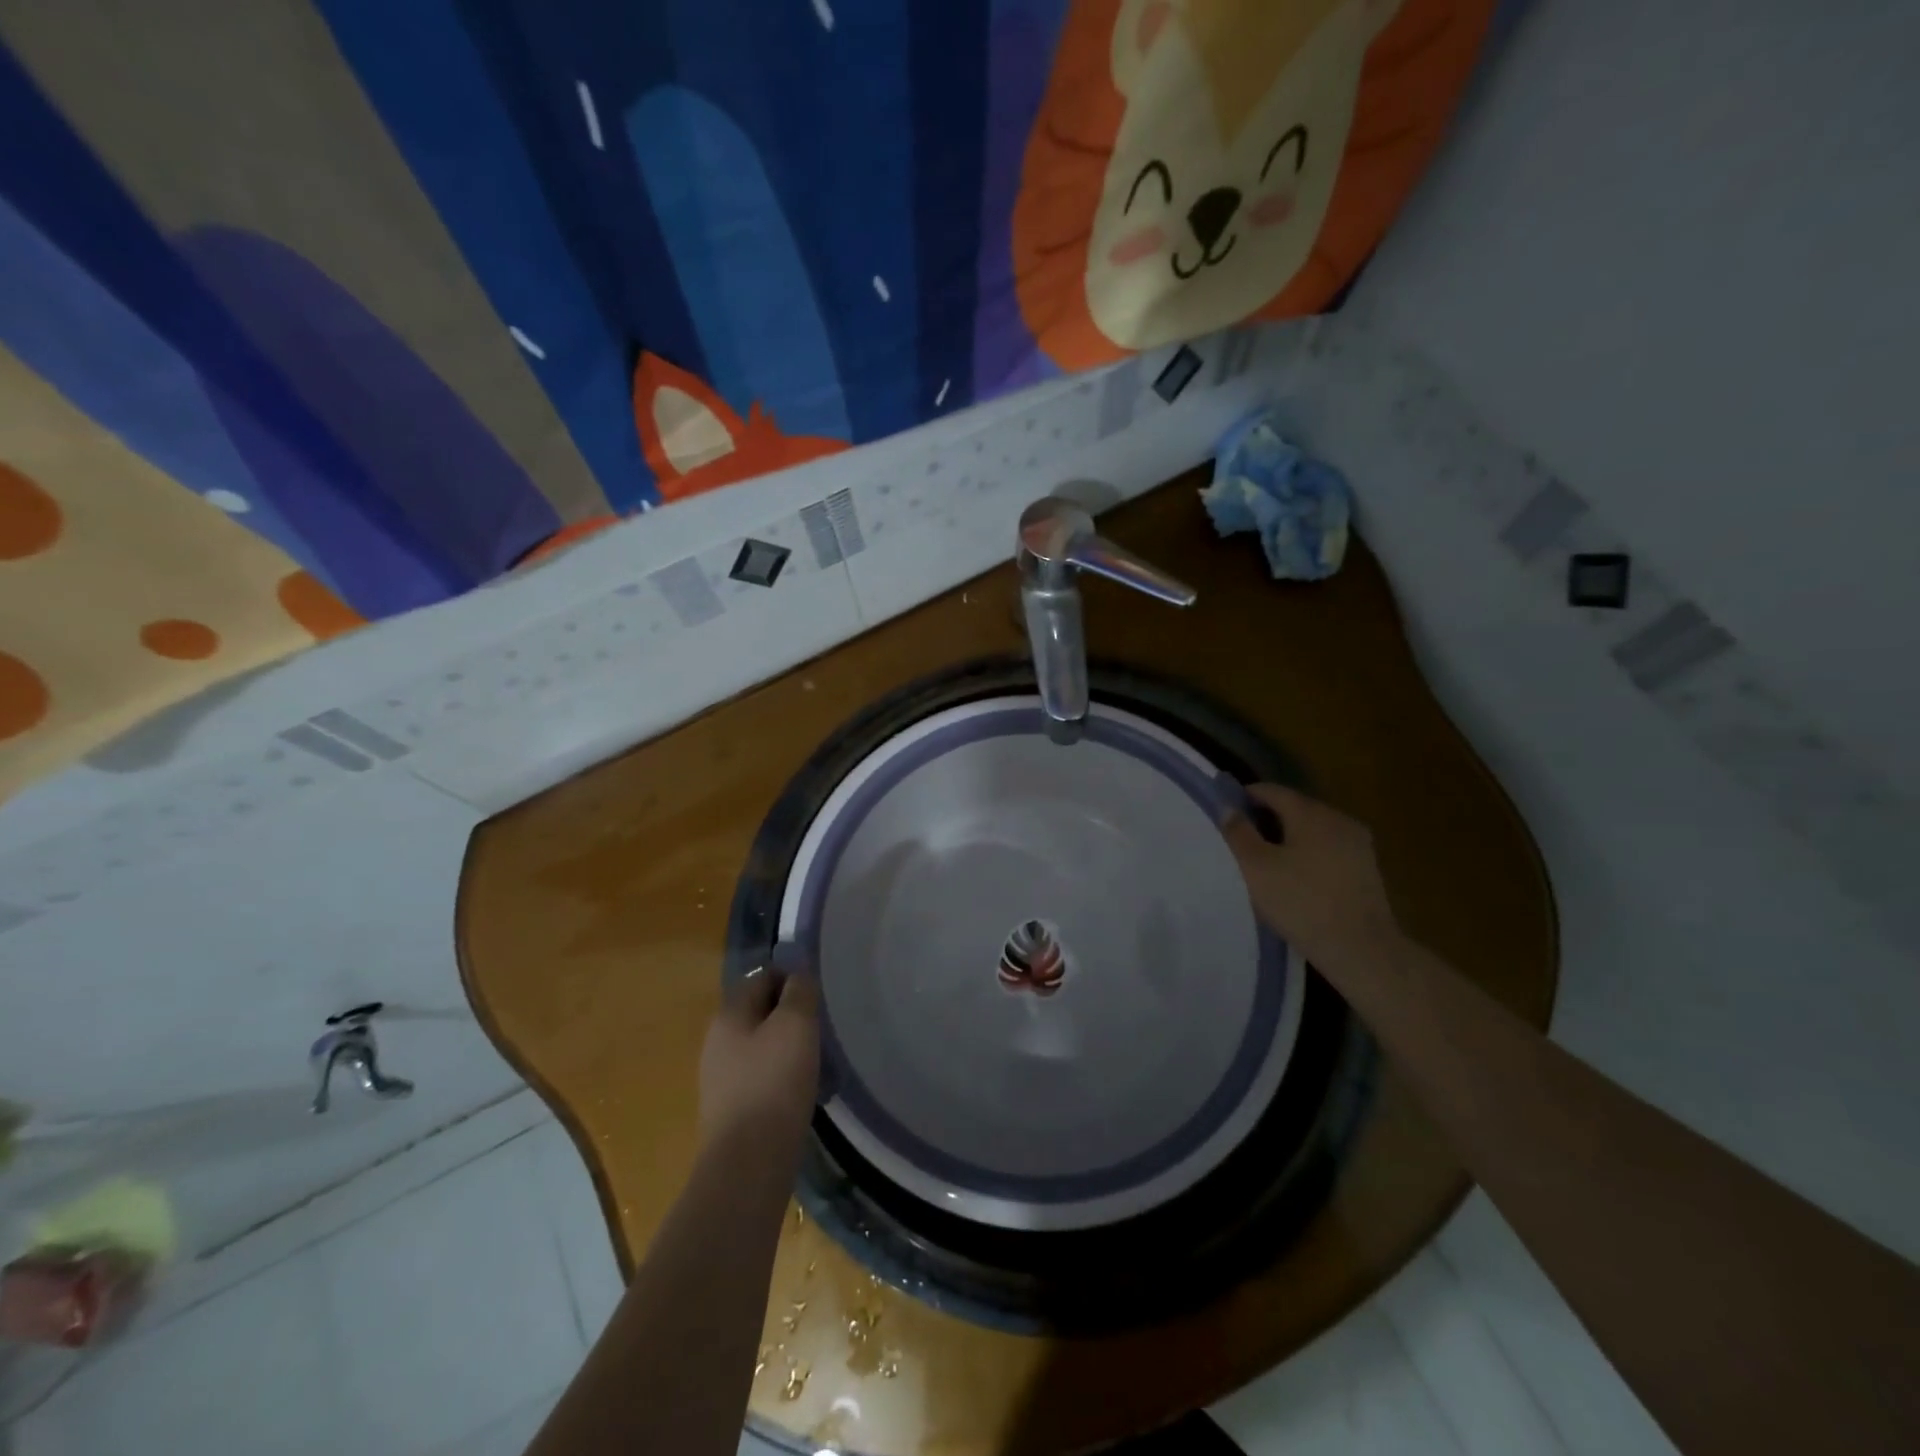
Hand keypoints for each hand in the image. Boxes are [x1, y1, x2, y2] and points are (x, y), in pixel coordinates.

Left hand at [697, 969, 820, 1153]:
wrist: (748, 1164)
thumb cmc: (774, 1083)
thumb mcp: (795, 1025)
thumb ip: (799, 992)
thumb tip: (798, 976)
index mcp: (728, 1014)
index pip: (761, 977)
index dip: (791, 978)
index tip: (818, 995)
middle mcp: (717, 1041)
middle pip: (759, 1012)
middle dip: (790, 1015)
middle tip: (820, 1027)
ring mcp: (720, 1078)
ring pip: (760, 1046)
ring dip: (787, 1047)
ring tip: (817, 1060)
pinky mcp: (730, 1110)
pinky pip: (760, 1077)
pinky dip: (781, 1076)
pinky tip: (801, 1091)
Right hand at [1221, 784, 1400, 969]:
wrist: (1361, 949)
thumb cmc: (1301, 902)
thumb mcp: (1256, 868)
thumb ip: (1238, 833)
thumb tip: (1227, 808)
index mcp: (1311, 813)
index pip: (1273, 791)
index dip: (1247, 796)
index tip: (1227, 811)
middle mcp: (1338, 819)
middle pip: (1295, 808)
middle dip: (1267, 817)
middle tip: (1241, 837)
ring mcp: (1357, 844)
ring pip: (1314, 829)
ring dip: (1289, 837)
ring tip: (1266, 859)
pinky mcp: (1367, 868)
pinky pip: (1329, 849)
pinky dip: (1309, 853)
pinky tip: (1296, 876)